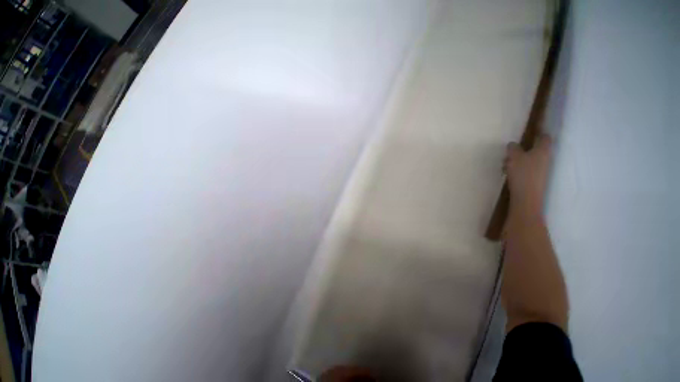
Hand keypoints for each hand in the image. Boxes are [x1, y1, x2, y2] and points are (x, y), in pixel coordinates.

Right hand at [504, 135, 551, 214]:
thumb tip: (513, 144)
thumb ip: (513, 148)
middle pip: (535, 148)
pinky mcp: (535, 177)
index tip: (530, 131)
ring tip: (505, 164)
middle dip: (522, 149)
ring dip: (518, 159)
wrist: (527, 196)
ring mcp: (541, 169)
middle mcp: (545, 158)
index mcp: (543, 150)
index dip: (538, 133)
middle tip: (510, 151)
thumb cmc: (523, 172)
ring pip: (529, 159)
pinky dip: (518, 168)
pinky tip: (508, 172)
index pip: (545, 137)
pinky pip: (526, 168)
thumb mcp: (514, 157)